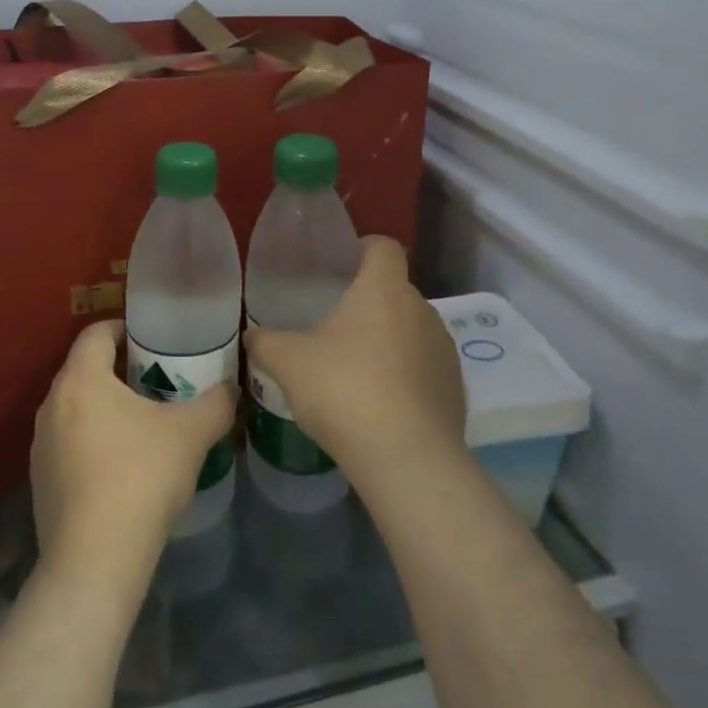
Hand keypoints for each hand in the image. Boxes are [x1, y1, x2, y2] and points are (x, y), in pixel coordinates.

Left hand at [31, 320, 235, 591]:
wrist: (94, 562)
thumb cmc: (140, 478)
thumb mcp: (191, 433)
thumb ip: (217, 402)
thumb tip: (231, 389)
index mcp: (81, 380)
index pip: (96, 333)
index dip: (124, 328)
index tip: (151, 338)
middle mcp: (52, 404)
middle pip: (85, 369)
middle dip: (119, 369)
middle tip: (156, 378)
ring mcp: (40, 445)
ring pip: (76, 408)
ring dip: (105, 407)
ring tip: (142, 422)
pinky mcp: (40, 482)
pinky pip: (69, 443)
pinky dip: (93, 441)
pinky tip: (122, 466)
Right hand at [245, 236, 466, 493]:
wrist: (407, 460)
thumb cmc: (345, 391)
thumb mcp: (289, 363)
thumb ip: (266, 343)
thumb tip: (251, 335)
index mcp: (384, 289)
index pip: (383, 247)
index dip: (362, 249)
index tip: (340, 266)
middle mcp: (421, 309)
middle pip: (394, 290)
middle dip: (367, 302)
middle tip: (334, 325)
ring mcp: (443, 349)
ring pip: (411, 329)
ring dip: (387, 340)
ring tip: (356, 369)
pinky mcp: (455, 387)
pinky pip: (424, 367)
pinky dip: (405, 374)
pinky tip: (380, 404)